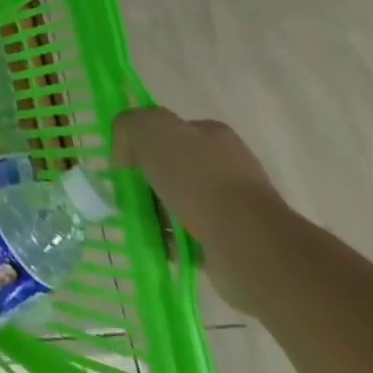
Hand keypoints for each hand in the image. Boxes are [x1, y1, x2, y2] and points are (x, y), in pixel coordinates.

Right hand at [111, 107, 284, 315]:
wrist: (247, 243)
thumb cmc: (197, 178)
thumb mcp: (147, 129)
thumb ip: (128, 126)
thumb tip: (125, 156)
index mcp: (212, 135)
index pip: (170, 133)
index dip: (143, 146)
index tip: (126, 166)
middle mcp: (229, 166)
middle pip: (175, 169)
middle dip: (150, 183)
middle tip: (130, 197)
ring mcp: (237, 207)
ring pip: (182, 204)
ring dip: (160, 214)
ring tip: (142, 224)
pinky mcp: (236, 243)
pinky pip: (193, 237)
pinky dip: (174, 241)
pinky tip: (160, 245)